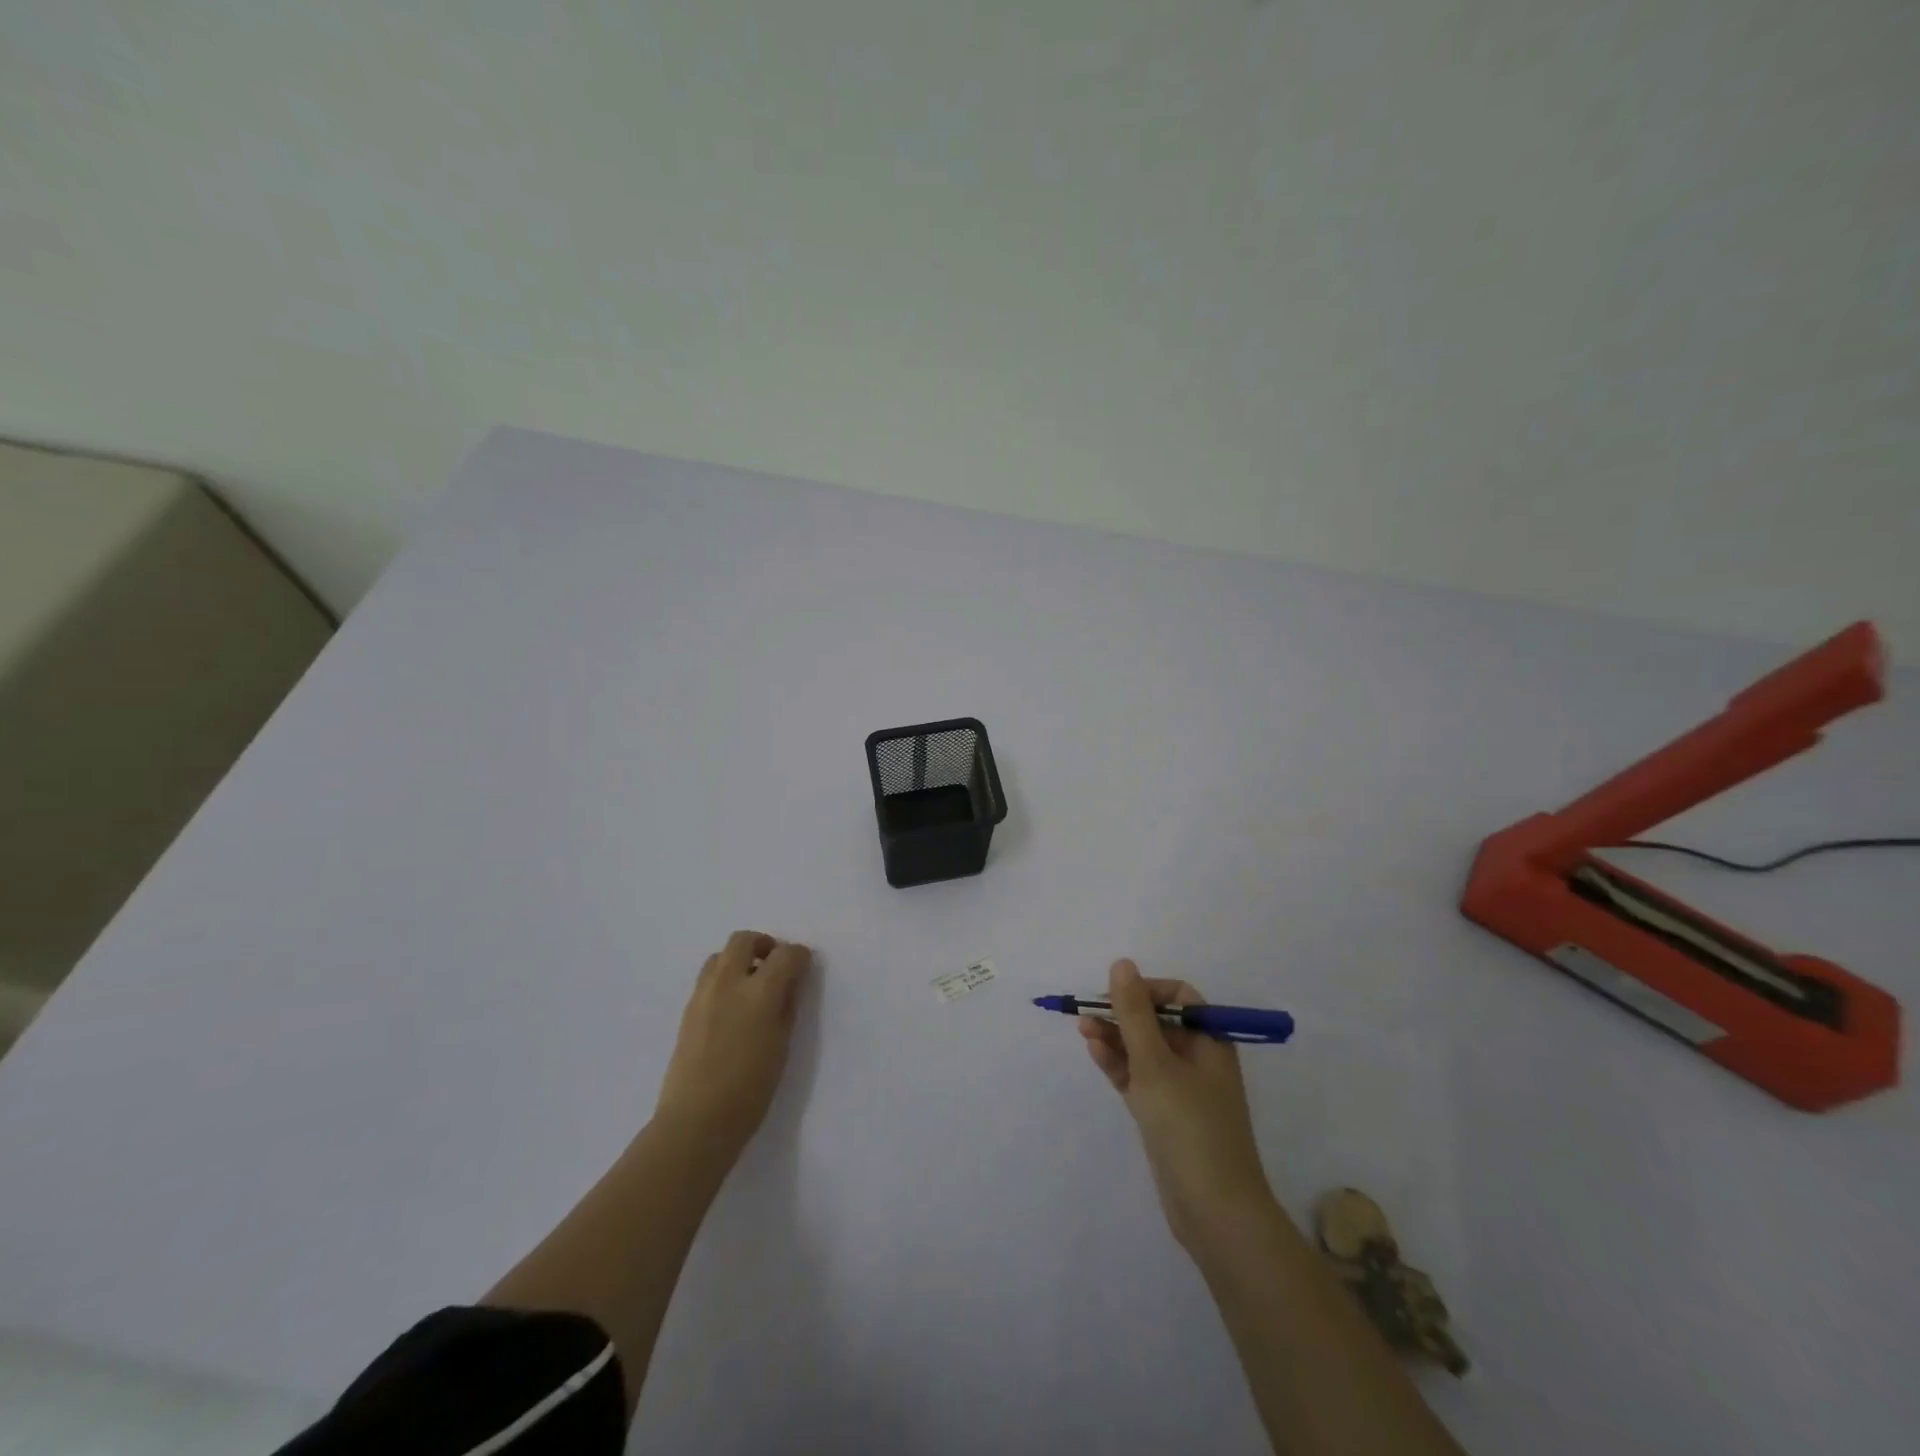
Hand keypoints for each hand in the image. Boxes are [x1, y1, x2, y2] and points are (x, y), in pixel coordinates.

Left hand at [656, 931, 811, 1157]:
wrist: (696, 1121)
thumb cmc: (750, 1089)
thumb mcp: (782, 1046)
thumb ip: (787, 1006)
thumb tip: (791, 983)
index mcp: (759, 992)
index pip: (785, 954)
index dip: (799, 955)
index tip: (804, 965)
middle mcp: (729, 983)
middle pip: (744, 940)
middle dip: (764, 945)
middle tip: (775, 965)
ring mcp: (703, 994)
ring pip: (720, 955)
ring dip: (739, 959)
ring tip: (751, 985)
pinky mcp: (687, 1010)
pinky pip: (708, 978)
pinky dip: (724, 978)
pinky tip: (733, 1006)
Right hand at [1080, 958, 1276, 1251]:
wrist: (1216, 1213)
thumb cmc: (1190, 1128)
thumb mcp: (1156, 1063)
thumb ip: (1135, 1013)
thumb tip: (1122, 964)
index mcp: (1210, 1041)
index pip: (1179, 997)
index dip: (1146, 990)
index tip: (1116, 997)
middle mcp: (1198, 1060)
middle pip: (1157, 1022)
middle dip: (1123, 1014)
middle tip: (1087, 1013)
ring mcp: (1181, 1089)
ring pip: (1144, 1050)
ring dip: (1115, 1037)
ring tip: (1082, 1029)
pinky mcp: (1165, 1115)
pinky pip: (1139, 1077)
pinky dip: (1118, 1063)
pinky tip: (1095, 1050)